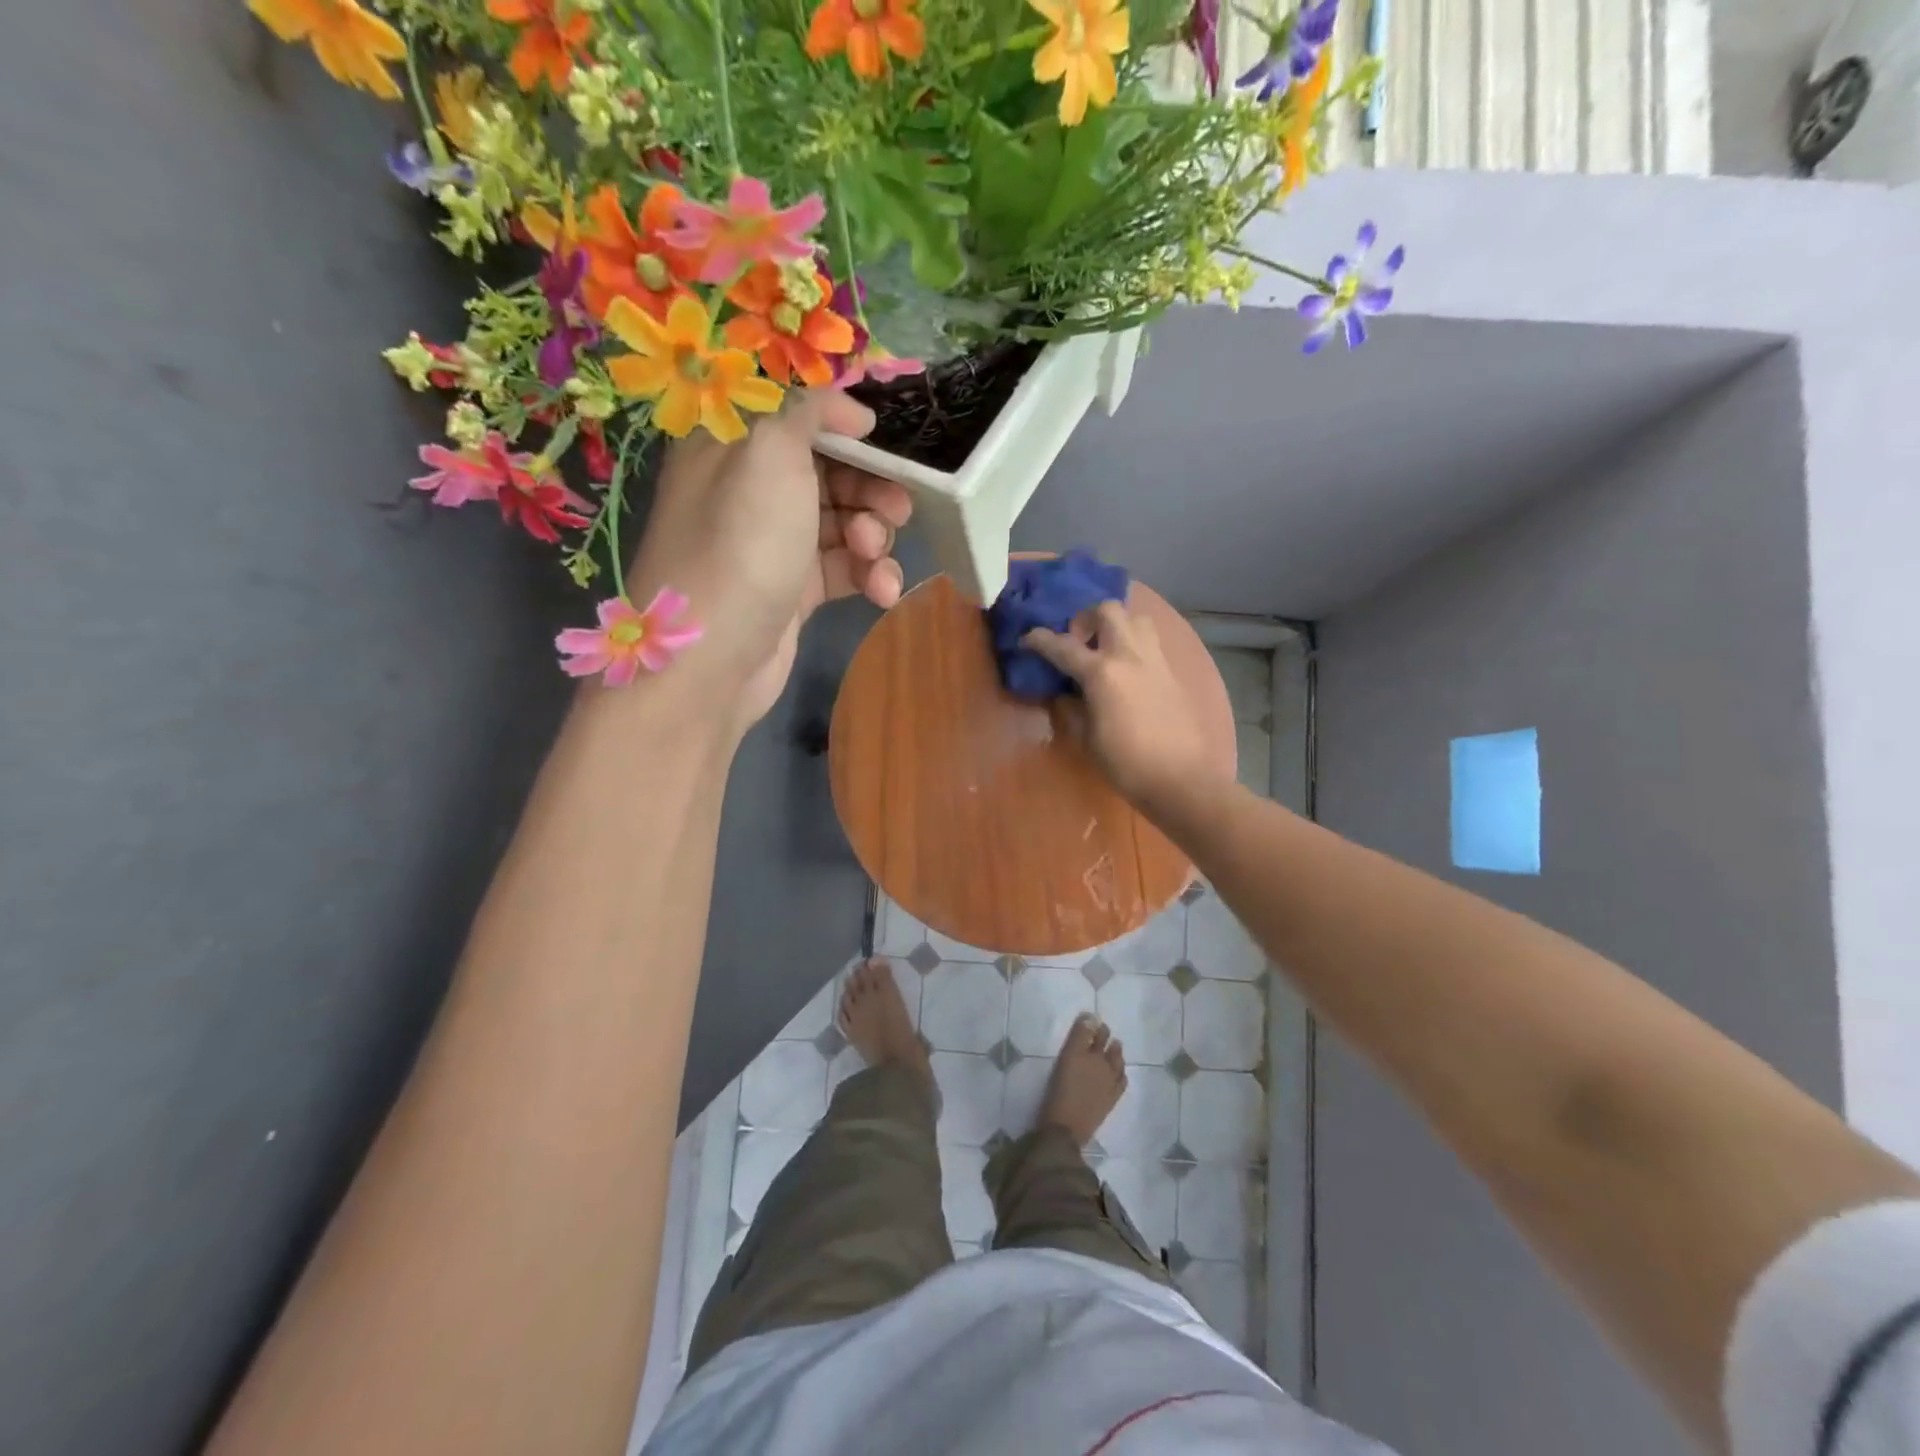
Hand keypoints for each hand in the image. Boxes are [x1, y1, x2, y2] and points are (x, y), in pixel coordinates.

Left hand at [623, 391, 911, 730]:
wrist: (710, 660)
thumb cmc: (741, 544)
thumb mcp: (771, 452)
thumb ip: (812, 412)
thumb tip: (853, 410)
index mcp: (733, 445)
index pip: (798, 418)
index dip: (847, 429)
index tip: (883, 445)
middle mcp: (750, 490)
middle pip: (830, 471)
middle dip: (870, 488)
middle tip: (895, 508)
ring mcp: (773, 544)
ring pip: (842, 523)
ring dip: (873, 537)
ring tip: (874, 556)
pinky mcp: (793, 591)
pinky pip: (842, 569)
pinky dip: (868, 575)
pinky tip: (882, 592)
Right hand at [1023, 602, 1217, 811]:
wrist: (1181, 779)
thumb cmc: (1127, 764)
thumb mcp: (1088, 738)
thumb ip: (1073, 709)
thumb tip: (1066, 694)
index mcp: (1102, 673)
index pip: (1063, 646)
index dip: (1039, 640)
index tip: (1026, 639)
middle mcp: (1129, 655)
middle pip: (1107, 610)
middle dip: (1085, 618)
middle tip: (1077, 642)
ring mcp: (1155, 660)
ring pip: (1136, 618)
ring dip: (1116, 625)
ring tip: (1106, 649)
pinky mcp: (1172, 672)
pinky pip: (1151, 642)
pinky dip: (1134, 644)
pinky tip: (1127, 671)